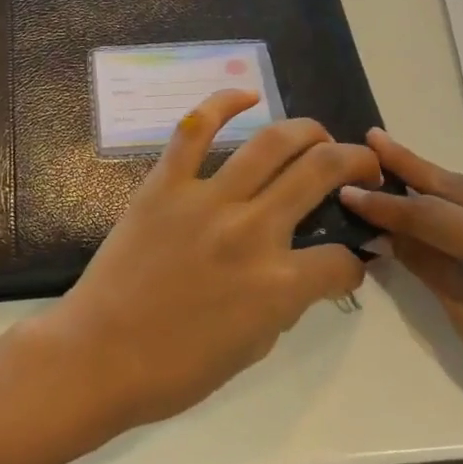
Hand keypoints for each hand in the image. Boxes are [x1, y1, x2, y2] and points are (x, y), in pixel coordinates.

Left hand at [42, 91, 379, 430]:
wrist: (100, 355)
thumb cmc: (176, 368)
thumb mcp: (253, 348)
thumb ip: (286, 302)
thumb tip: (303, 273)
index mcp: (279, 284)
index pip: (341, 261)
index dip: (354, 263)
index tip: (347, 262)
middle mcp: (252, 231)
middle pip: (321, 172)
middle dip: (355, 162)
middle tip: (361, 163)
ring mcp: (207, 200)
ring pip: (270, 143)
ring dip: (306, 130)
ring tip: (318, 134)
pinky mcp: (165, 184)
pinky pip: (194, 131)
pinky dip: (221, 104)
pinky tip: (247, 95)